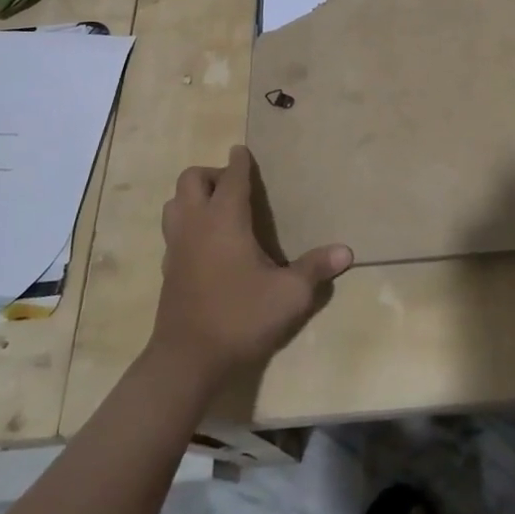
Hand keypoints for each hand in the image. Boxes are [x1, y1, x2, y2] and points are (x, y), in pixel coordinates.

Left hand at [150, 146, 353, 383]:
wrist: (187, 362)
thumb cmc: (241, 318)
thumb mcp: (289, 295)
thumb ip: (316, 268)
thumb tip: (347, 252)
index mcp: (225, 219)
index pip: (231, 176)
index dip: (240, 161)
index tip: (244, 151)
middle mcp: (196, 224)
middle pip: (191, 179)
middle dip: (212, 174)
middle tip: (235, 189)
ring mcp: (176, 246)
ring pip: (174, 202)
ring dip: (193, 197)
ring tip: (218, 211)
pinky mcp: (167, 269)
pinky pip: (173, 229)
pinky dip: (187, 223)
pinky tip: (207, 244)